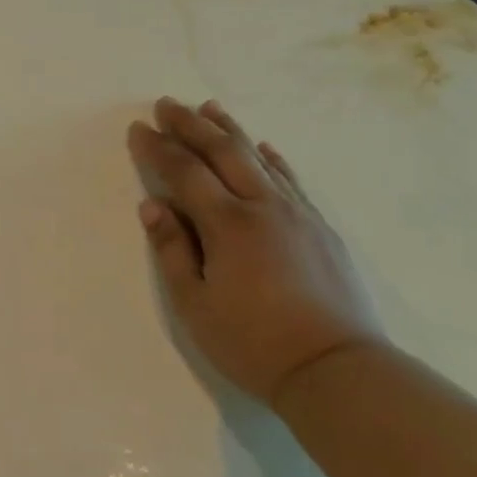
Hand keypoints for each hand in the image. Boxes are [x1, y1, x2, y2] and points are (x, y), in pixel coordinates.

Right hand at [127, 99, 382, 406]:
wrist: (339, 372)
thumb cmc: (253, 342)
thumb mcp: (194, 304)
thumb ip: (171, 249)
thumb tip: (153, 205)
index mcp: (228, 224)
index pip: (184, 172)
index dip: (157, 148)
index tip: (137, 128)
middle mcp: (264, 207)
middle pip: (223, 152)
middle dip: (191, 125)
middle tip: (166, 103)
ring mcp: (299, 215)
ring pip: (260, 159)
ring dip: (231, 130)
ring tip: (209, 107)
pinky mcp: (322, 230)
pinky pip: (292, 181)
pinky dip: (273, 159)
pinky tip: (264, 147)